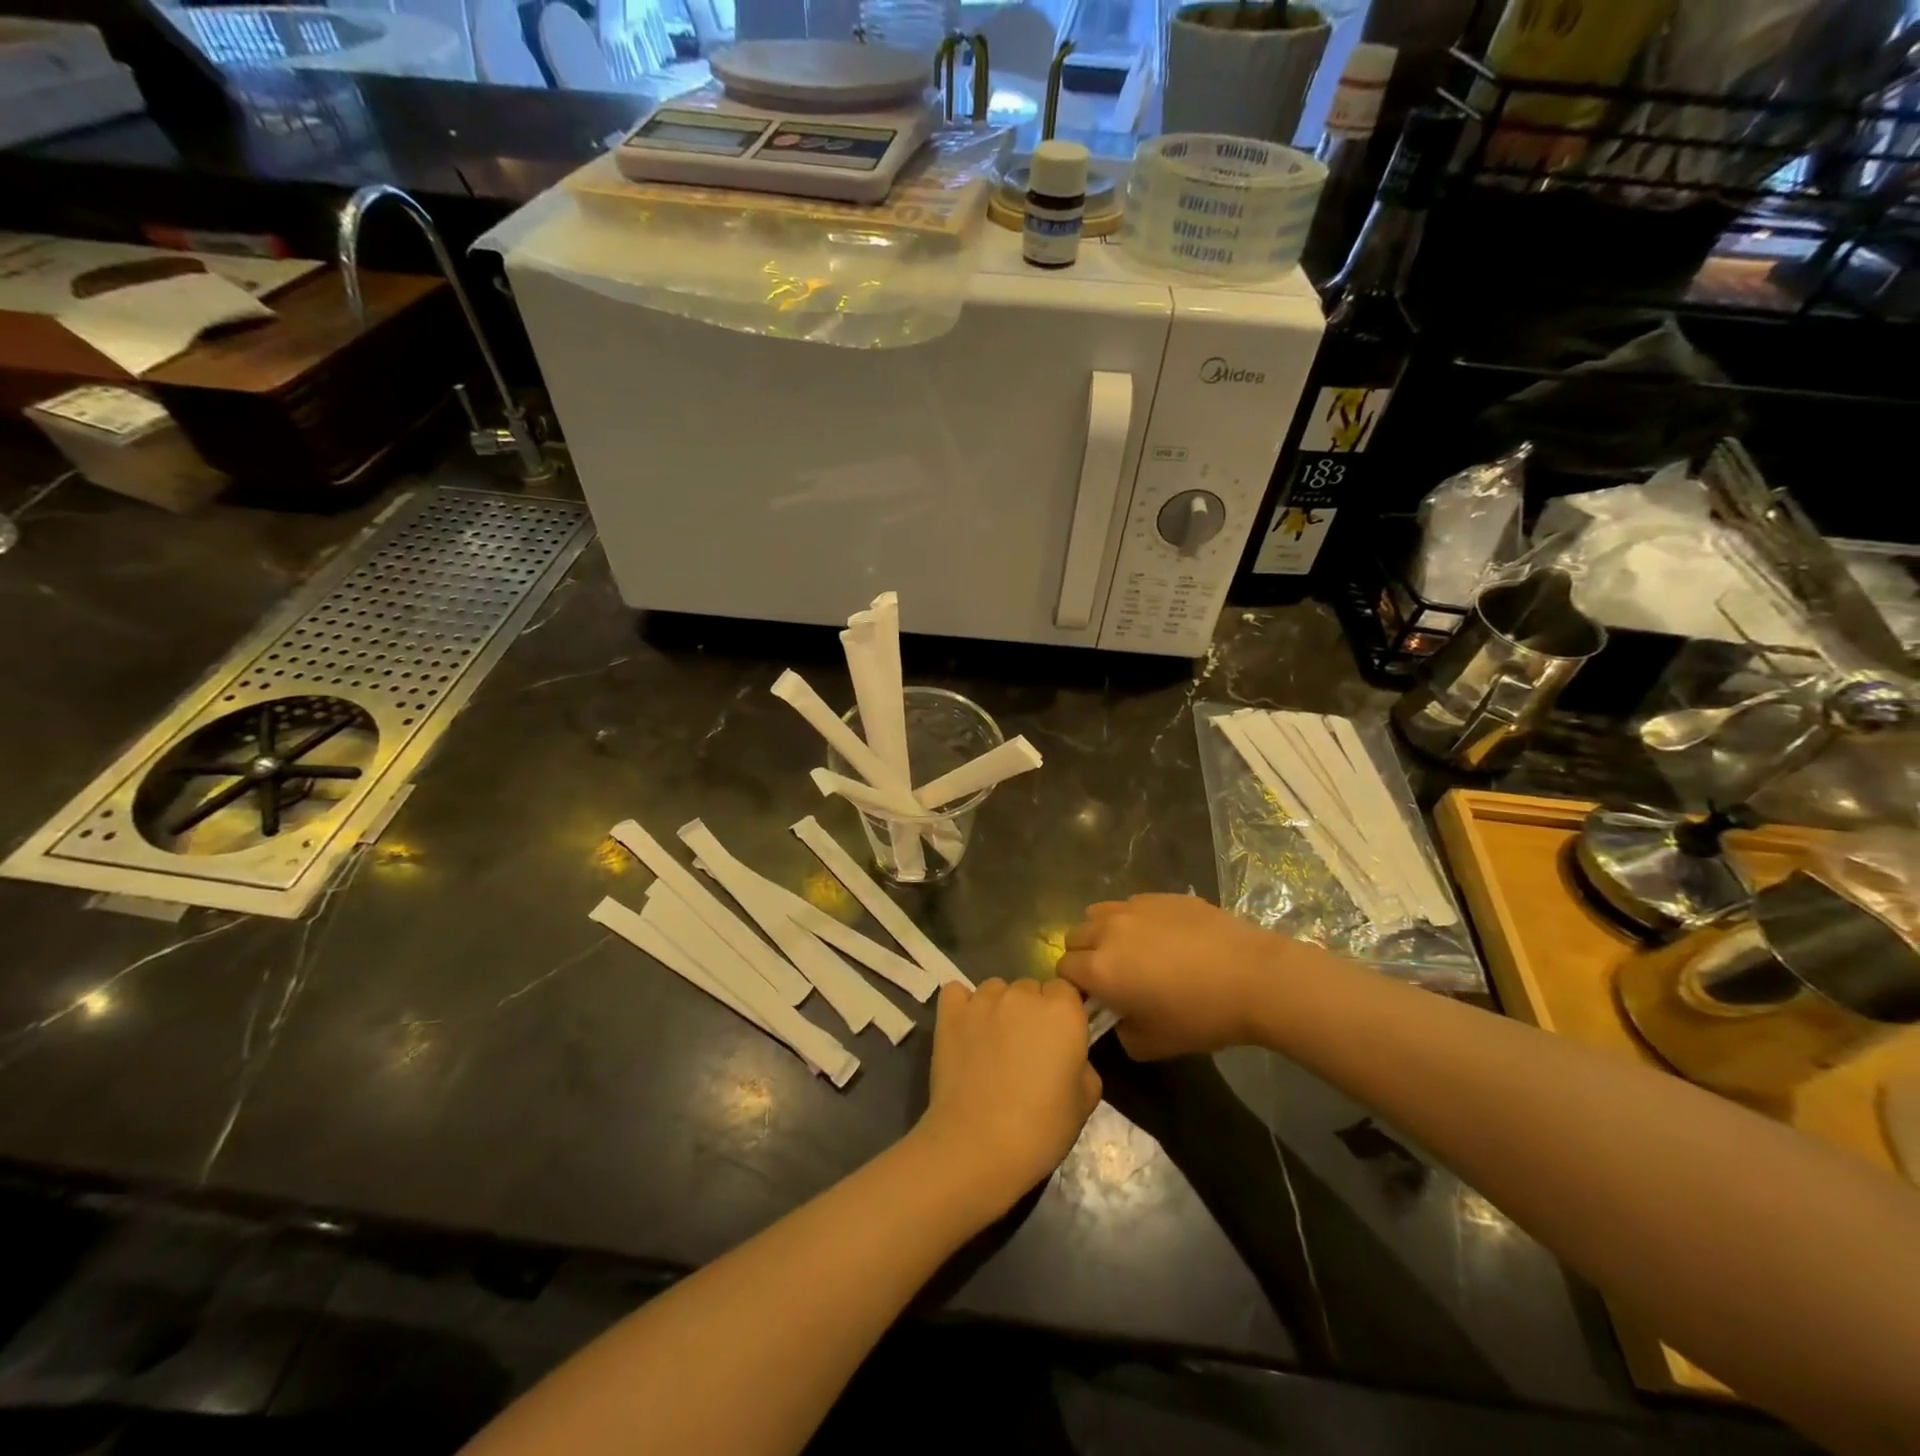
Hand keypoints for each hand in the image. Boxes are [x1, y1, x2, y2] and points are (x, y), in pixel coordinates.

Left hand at [913, 978, 1100, 1214]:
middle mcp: (1023, 994)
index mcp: (1063, 1011)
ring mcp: (983, 1000)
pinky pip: (957, 992)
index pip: (1065, 990)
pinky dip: (962, 1006)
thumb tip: (1069, 1056)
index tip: (1057, 1041)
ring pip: (995, 989)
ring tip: (992, 1045)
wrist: (978, 1147)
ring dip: (998, 1008)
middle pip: (1030, 988)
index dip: (1062, 1013)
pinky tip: (964, 1030)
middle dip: (1030, 1012)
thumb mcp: (1085, 1101)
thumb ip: (1082, 1063)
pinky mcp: (951, 1012)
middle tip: (1025, 1050)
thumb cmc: (1040, 1129)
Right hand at [1059, 894, 1299, 1059]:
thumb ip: (1120, 1032)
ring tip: (1130, 951)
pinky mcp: (1160, 896)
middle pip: (1075, 937)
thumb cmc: (1200, 1016)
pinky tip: (1163, 938)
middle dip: (1084, 957)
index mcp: (1099, 969)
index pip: (1064, 970)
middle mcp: (1107, 931)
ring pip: (1097, 914)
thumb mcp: (1152, 1045)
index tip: (1097, 1000)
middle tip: (1113, 977)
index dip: (1075, 987)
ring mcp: (1134, 907)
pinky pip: (1131, 905)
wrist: (1253, 977)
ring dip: (1102, 932)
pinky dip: (1133, 920)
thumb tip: (1117, 1019)